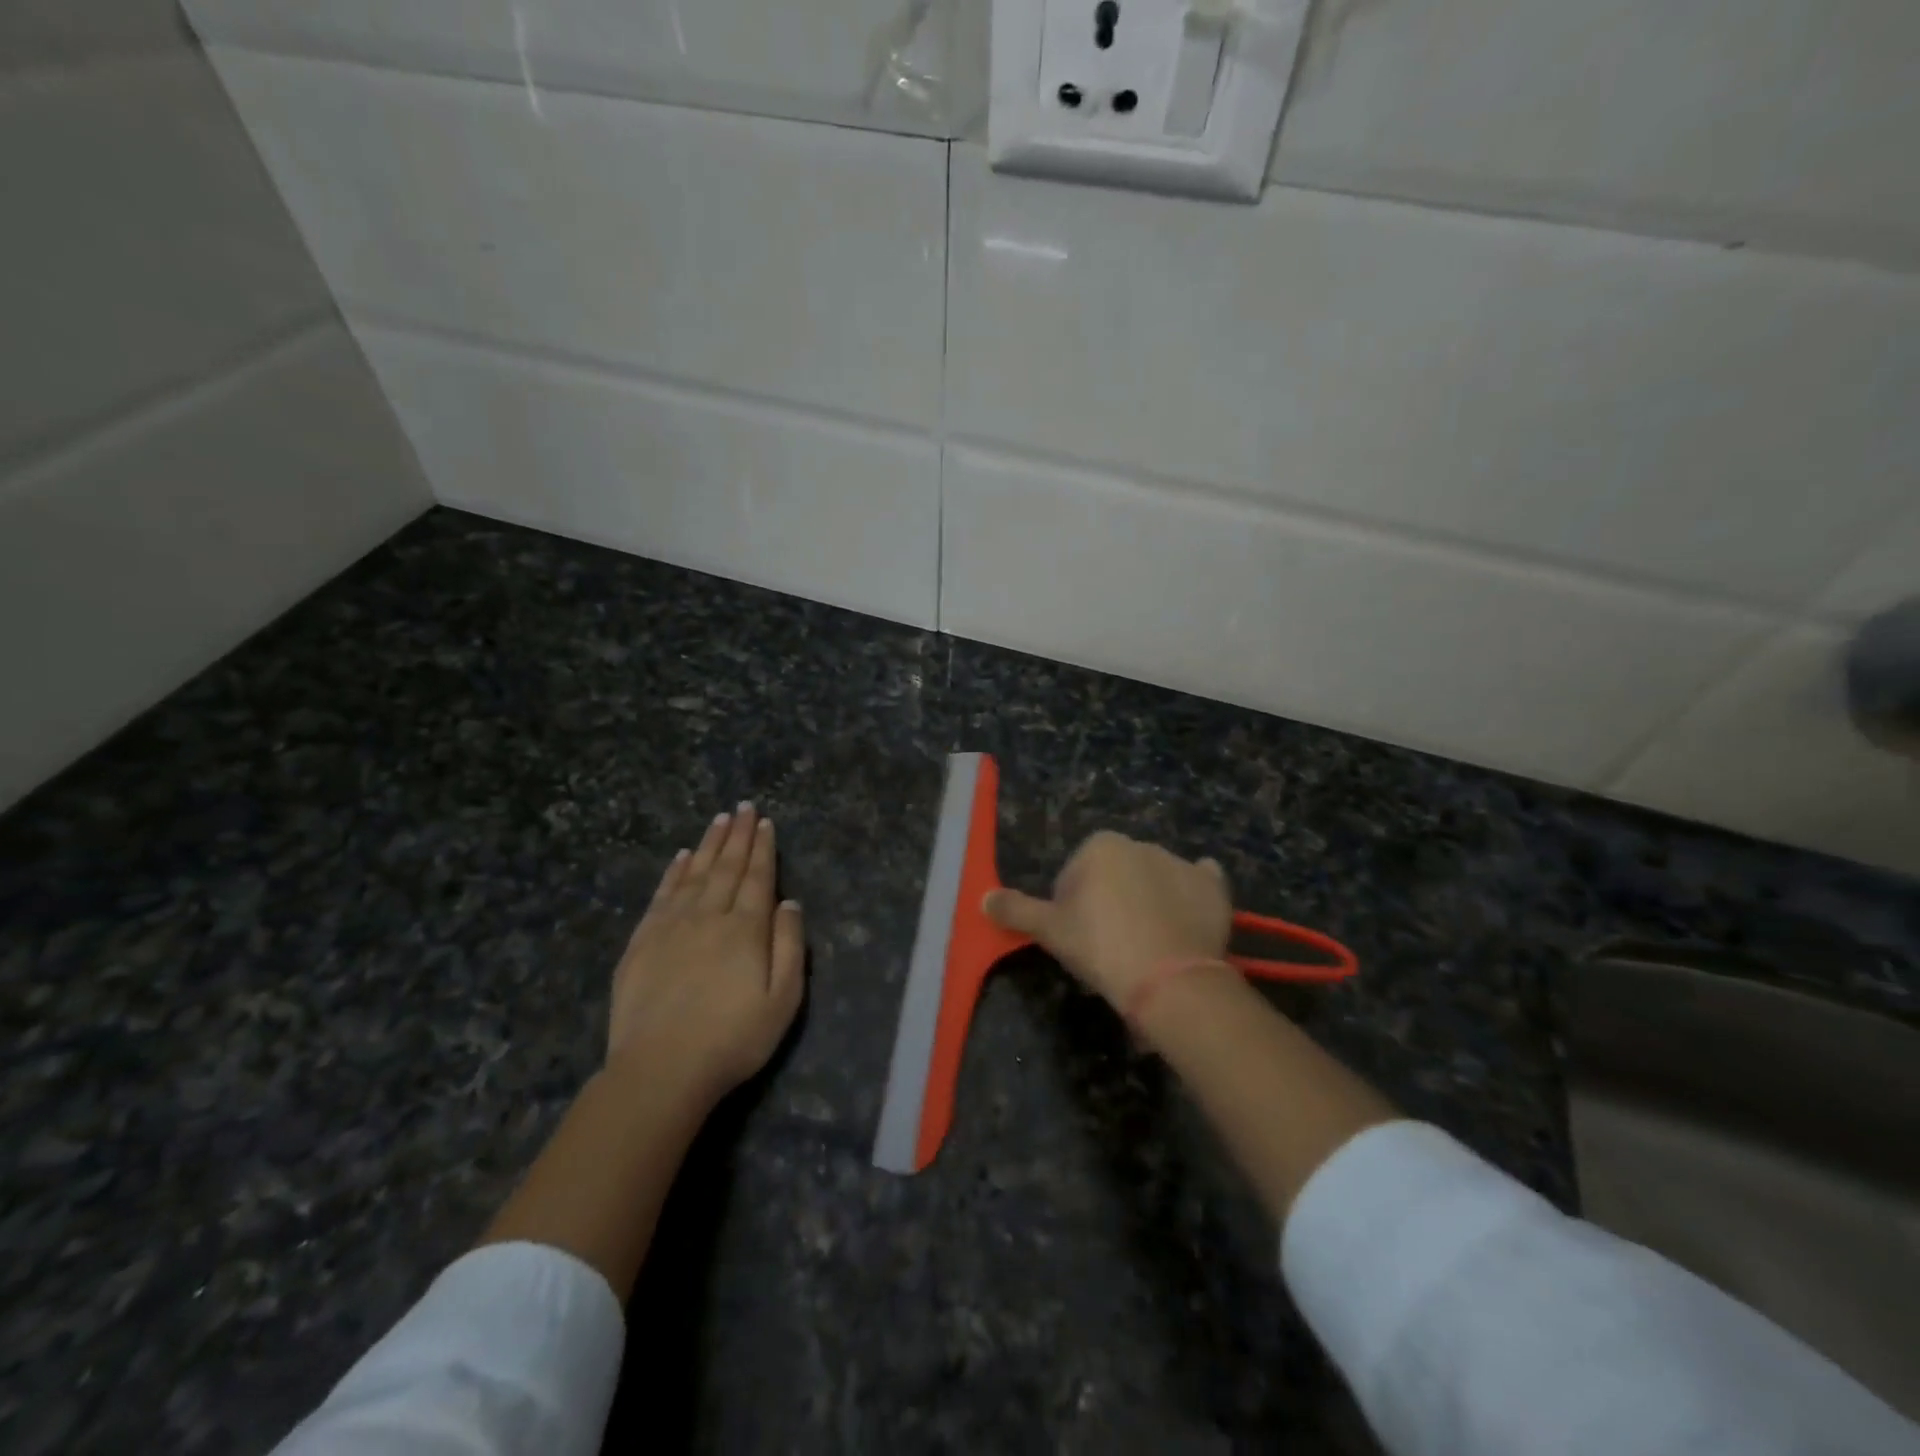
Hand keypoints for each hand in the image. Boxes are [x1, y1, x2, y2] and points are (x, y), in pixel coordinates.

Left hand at [608, 803, 804, 1101]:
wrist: (660, 1069)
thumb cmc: (732, 1039)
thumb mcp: (782, 1000)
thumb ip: (789, 947)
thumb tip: (790, 903)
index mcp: (746, 929)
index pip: (758, 878)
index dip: (763, 848)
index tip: (765, 822)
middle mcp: (709, 916)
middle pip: (727, 867)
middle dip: (738, 835)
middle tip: (743, 807)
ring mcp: (671, 927)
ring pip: (695, 874)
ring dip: (709, 844)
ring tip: (718, 820)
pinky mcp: (642, 942)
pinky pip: (662, 895)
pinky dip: (674, 872)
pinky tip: (681, 857)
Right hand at [983, 830, 1232, 1011]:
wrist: (1168, 980)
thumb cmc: (1101, 947)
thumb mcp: (1050, 931)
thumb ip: (1016, 910)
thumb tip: (983, 899)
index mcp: (1101, 846)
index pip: (1076, 873)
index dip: (1072, 906)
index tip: (1077, 937)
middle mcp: (1142, 844)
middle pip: (1116, 875)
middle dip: (1110, 901)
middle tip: (1109, 945)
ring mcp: (1182, 863)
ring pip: (1155, 880)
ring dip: (1148, 901)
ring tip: (1147, 946)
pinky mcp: (1214, 888)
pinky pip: (1200, 884)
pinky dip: (1193, 895)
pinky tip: (1186, 920)